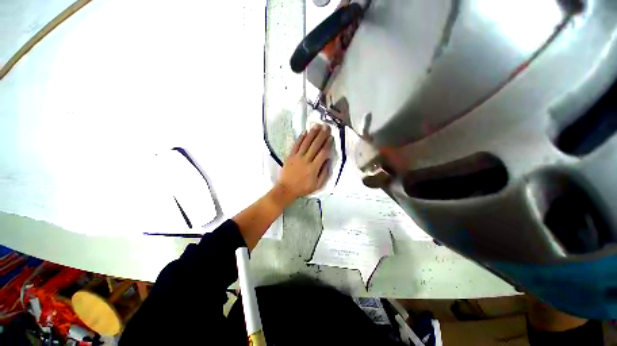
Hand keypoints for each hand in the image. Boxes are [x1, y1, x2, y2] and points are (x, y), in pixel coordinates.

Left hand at [276, 124, 332, 201]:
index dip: (328, 144)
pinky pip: (296, 145)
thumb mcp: (317, 185)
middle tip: (326, 126)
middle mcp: (306, 160)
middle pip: (315, 145)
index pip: (323, 153)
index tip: (331, 137)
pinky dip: (301, 138)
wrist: (286, 189)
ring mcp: (297, 157)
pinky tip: (305, 132)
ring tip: (317, 125)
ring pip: (306, 143)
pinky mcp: (290, 156)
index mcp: (314, 168)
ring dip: (312, 133)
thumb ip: (324, 173)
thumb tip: (328, 160)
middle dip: (322, 135)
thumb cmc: (303, 188)